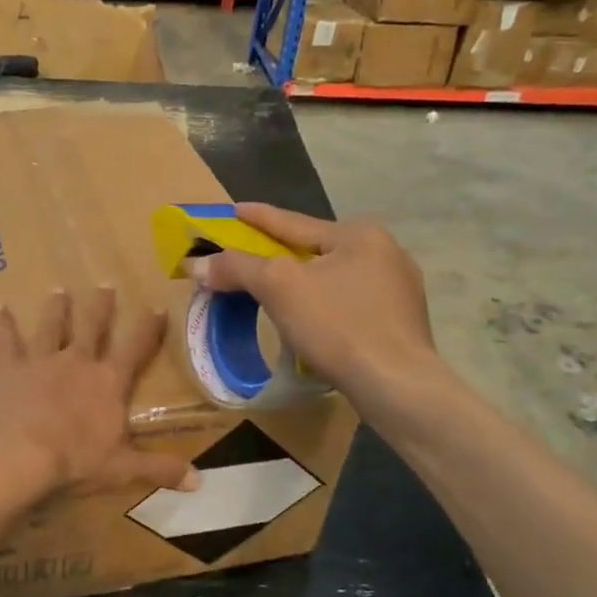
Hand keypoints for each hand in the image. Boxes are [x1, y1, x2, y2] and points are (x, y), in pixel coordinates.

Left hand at [0, 288, 199, 496]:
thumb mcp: (122, 469)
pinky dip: (0, 324)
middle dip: (101, 306)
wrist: (18, 455)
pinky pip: (4, 340)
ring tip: (58, 290)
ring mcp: (40, 360)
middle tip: (104, 285)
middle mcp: (77, 362)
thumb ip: (160, 468)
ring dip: (56, 308)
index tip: (156, 306)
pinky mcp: (8, 367)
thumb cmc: (73, 461)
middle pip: (92, 326)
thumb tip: (200, 480)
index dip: (148, 328)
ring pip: (51, 326)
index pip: (135, 348)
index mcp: (108, 382)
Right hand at [185, 204, 439, 392]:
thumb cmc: (338, 325)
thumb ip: (237, 268)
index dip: (257, 217)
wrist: (398, 387)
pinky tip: (311, 321)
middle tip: (247, 257)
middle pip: (314, 250)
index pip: (293, 222)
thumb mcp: (278, 288)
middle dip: (279, 254)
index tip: (233, 210)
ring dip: (302, 283)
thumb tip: (196, 264)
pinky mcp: (400, 324)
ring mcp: (399, 290)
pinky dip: (323, 306)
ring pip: (333, 278)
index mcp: (359, 234)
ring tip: (274, 291)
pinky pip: (348, 304)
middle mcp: (385, 253)